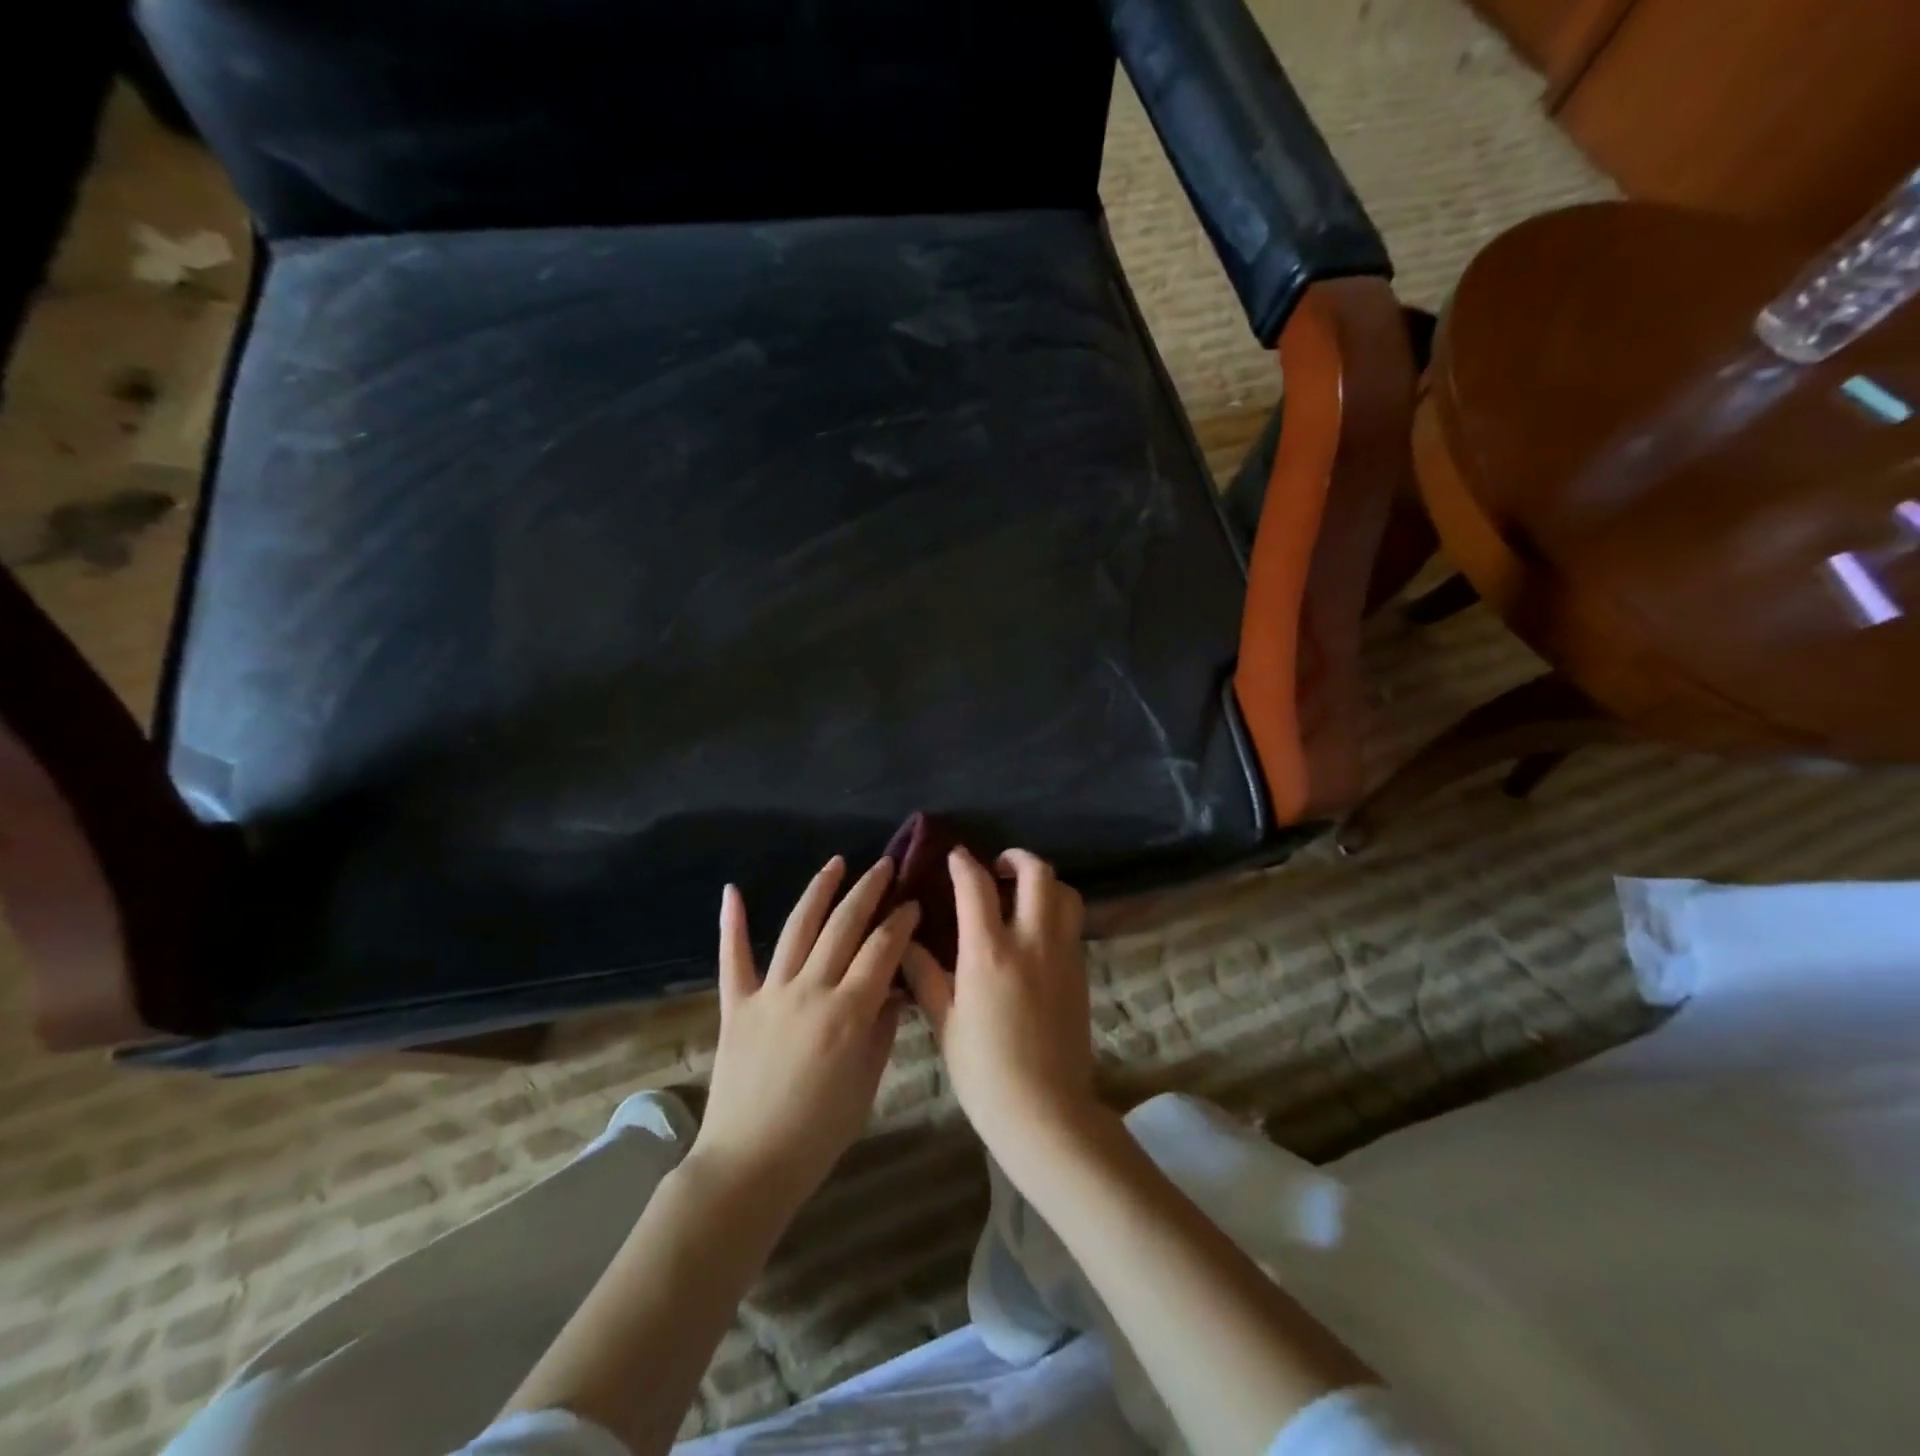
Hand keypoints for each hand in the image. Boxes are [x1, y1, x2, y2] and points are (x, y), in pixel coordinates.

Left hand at [691, 857, 916, 1207]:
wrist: (750, 1164)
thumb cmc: (820, 1132)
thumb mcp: (867, 1082)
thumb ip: (883, 1028)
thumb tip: (894, 988)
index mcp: (848, 1011)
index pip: (882, 949)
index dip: (901, 921)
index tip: (913, 903)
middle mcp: (810, 990)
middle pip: (844, 926)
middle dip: (868, 891)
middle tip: (885, 867)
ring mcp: (769, 993)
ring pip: (797, 928)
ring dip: (819, 891)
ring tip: (836, 863)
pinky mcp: (736, 1005)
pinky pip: (733, 958)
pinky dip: (732, 923)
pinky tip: (732, 890)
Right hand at [901, 848, 1093, 1166]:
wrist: (1046, 1111)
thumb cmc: (984, 1071)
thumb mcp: (945, 1023)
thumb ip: (926, 976)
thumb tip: (906, 942)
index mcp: (989, 952)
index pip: (976, 886)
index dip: (963, 863)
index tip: (955, 857)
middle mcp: (1031, 941)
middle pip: (1037, 873)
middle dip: (1016, 858)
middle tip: (998, 868)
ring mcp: (1062, 954)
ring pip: (1065, 893)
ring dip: (1044, 882)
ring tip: (1023, 895)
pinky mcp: (1081, 972)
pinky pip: (1073, 923)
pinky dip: (1057, 911)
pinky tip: (1037, 932)